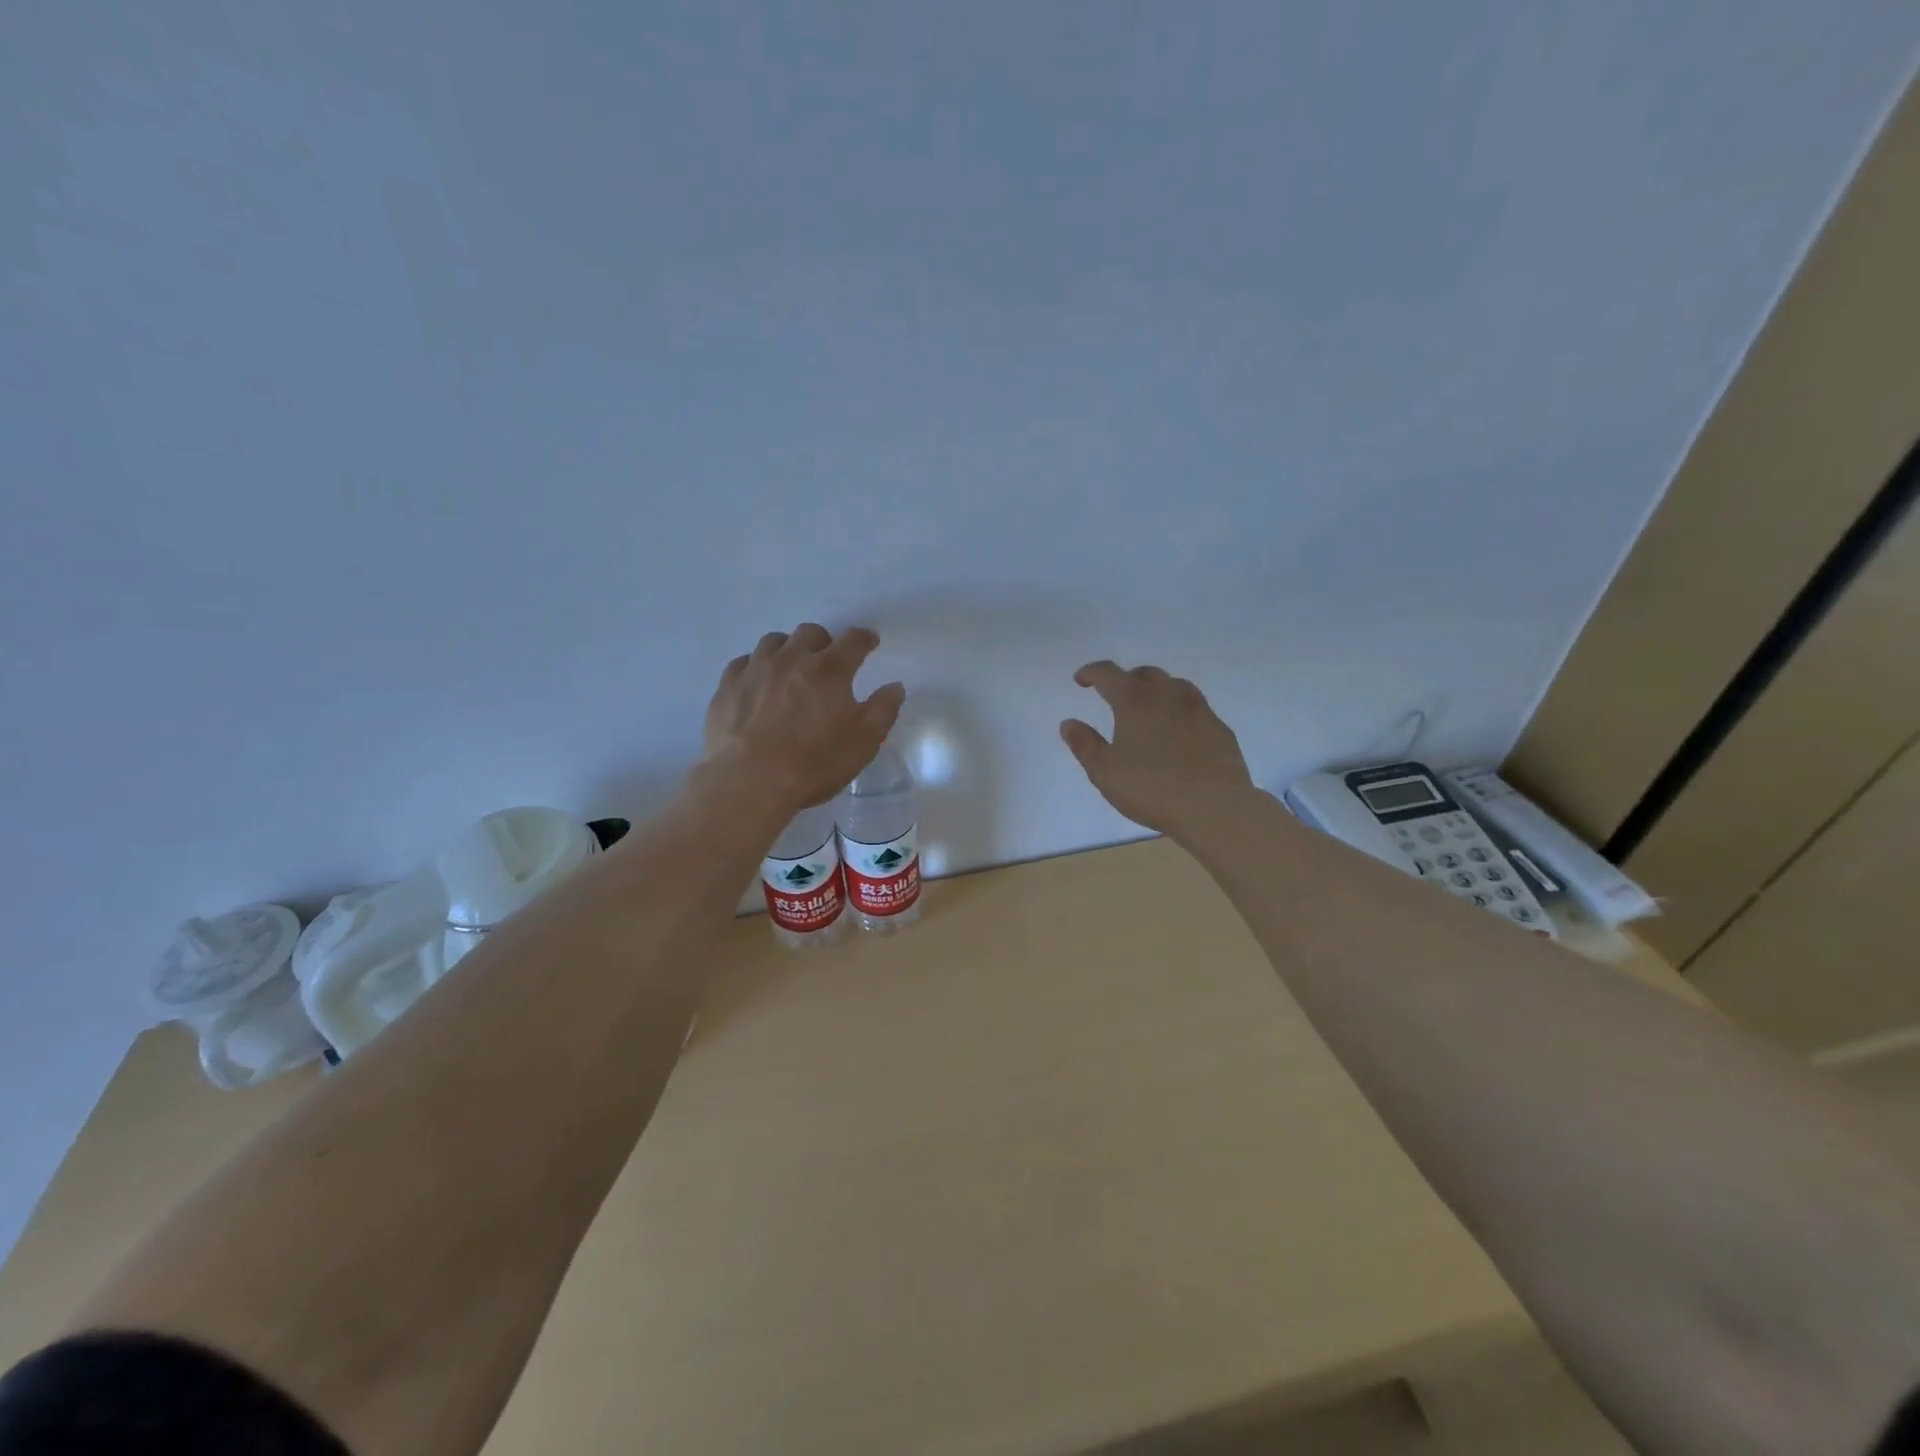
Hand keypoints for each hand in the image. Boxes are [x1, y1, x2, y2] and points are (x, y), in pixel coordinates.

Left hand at [702, 624, 905, 812]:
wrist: (749, 781)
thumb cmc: (814, 763)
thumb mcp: (863, 742)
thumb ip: (883, 710)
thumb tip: (894, 687)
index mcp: (829, 670)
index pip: (853, 641)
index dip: (864, 639)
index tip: (869, 643)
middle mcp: (791, 659)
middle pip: (809, 633)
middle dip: (823, 642)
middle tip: (828, 660)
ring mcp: (755, 670)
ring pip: (773, 642)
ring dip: (788, 649)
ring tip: (791, 668)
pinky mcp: (727, 687)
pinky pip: (743, 663)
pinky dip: (756, 666)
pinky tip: (758, 683)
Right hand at [1061, 661, 1254, 836]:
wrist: (1214, 807)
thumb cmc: (1151, 788)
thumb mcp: (1104, 771)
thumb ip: (1084, 744)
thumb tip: (1069, 723)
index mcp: (1134, 701)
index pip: (1108, 674)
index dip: (1091, 673)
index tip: (1080, 680)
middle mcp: (1168, 696)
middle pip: (1145, 674)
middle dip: (1126, 679)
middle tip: (1115, 695)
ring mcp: (1199, 710)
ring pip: (1175, 686)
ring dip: (1157, 690)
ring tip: (1149, 708)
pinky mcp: (1220, 729)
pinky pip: (1196, 708)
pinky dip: (1180, 711)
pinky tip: (1179, 731)